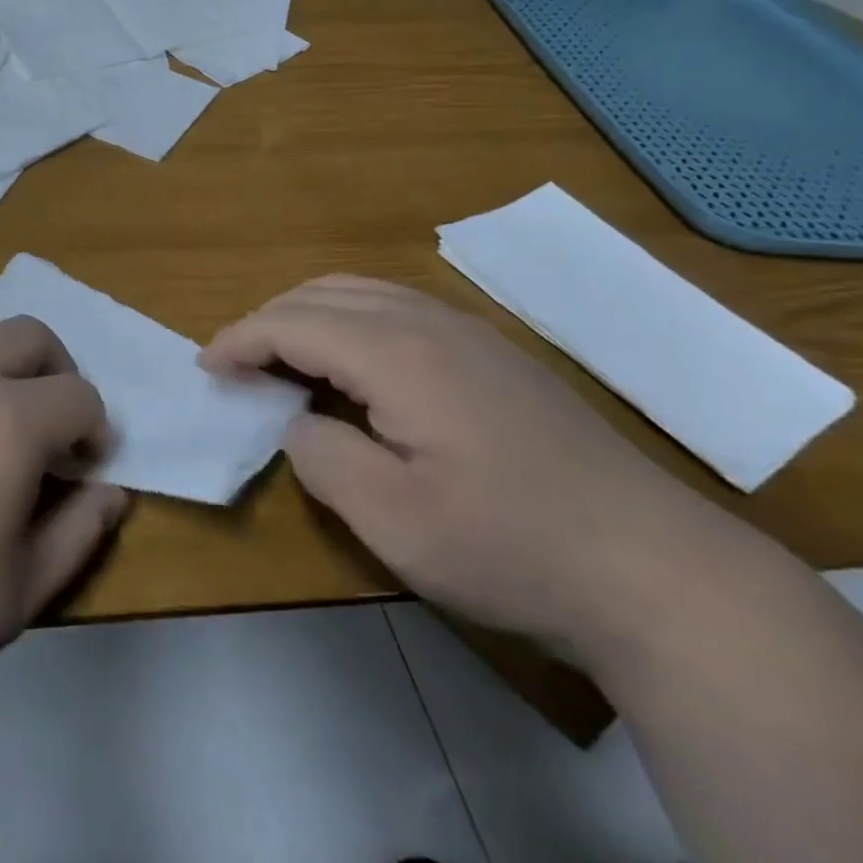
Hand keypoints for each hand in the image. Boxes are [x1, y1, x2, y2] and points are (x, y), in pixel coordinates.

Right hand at [201, 276, 737, 667]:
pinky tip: (353, 364)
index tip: (205, 368)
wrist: (657, 570)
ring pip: (363, 292)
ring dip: (308, 313)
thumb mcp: (392, 519)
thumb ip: (321, 457)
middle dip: (267, 320)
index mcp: (399, 354)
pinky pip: (398, 307)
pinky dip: (350, 319)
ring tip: (281, 357)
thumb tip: (296, 421)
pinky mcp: (495, 353)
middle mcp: (430, 322)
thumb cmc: (511, 547)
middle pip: (323, 294)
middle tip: (236, 365)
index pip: (293, 323)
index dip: (240, 340)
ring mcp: (470, 332)